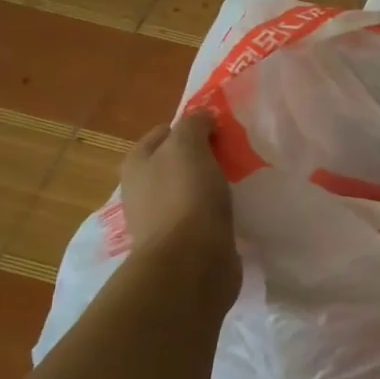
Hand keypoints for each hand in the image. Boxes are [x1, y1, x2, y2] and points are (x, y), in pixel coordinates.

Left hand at [120, 110, 238, 302]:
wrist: (191, 262)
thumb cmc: (185, 197)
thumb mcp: (187, 146)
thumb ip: (194, 124)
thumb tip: (203, 116)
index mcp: (137, 164)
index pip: (164, 132)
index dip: (191, 127)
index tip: (221, 130)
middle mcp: (143, 190)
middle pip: (177, 162)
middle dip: (204, 156)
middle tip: (235, 153)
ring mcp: (163, 218)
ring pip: (192, 189)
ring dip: (213, 184)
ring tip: (242, 180)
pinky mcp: (185, 242)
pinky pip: (204, 216)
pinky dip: (219, 210)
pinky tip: (238, 208)